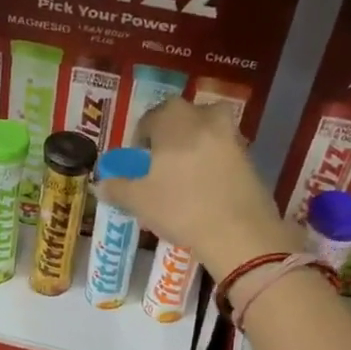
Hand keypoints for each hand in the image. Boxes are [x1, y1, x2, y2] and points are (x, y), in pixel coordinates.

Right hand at [97, 98, 298, 276]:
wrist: (239, 232)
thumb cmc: (181, 208)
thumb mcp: (139, 201)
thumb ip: (117, 188)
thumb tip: (101, 184)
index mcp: (173, 120)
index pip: (149, 119)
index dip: (140, 140)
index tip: (137, 163)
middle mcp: (204, 117)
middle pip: (181, 119)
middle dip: (169, 137)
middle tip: (160, 166)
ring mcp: (231, 136)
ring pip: (206, 132)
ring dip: (194, 146)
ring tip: (184, 177)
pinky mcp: (250, 157)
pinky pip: (223, 152)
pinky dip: (213, 163)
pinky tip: (206, 189)